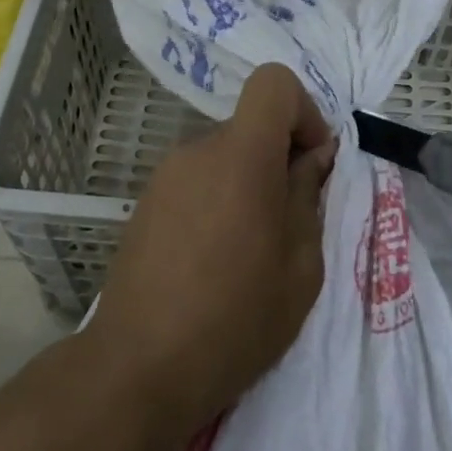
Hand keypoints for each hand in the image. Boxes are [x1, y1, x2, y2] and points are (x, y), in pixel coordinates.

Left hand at [84, 63, 335, 435]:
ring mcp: (164, 177)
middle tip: (287, 226)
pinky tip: (212, 263)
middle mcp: (197, 151)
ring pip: (223, 159)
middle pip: (249, 128)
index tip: (310, 164)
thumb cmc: (236, 319)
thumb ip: (308, 196)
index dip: (303, 112)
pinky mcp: (144, 204)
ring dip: (246, 187)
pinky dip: (216, 204)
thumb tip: (313, 156)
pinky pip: (196, 184)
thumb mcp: (300, 265)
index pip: (273, 83)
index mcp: (241, 156)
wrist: (139, 367)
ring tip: (248, 255)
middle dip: (277, 161)